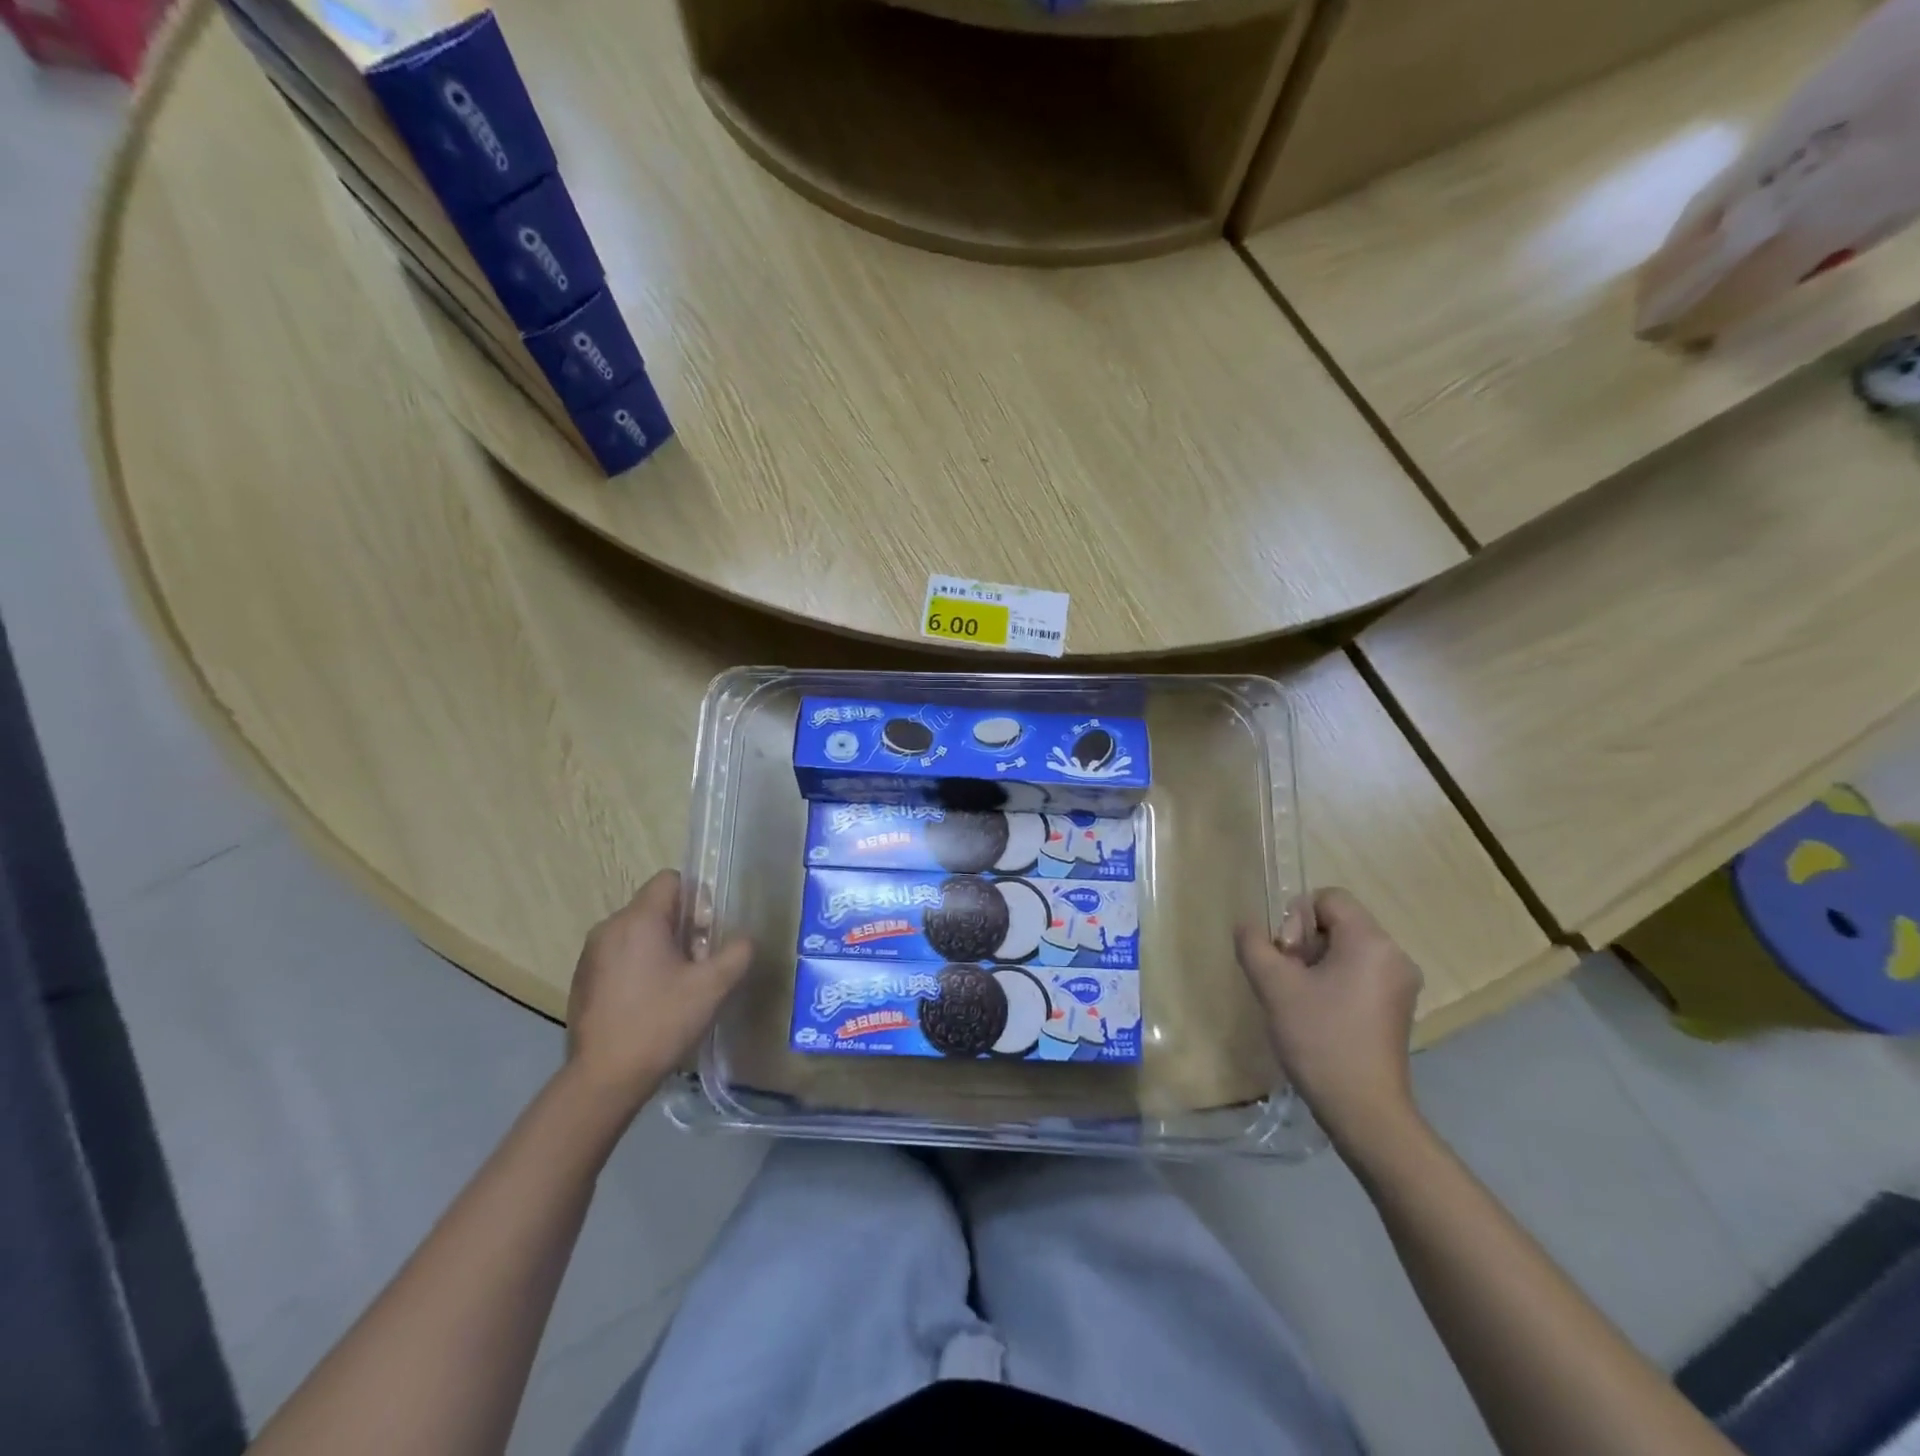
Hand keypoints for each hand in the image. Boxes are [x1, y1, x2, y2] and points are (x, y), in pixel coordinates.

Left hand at [565, 870, 751, 1110]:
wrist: (603, 1080)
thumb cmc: (660, 1023)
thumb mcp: (712, 987)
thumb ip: (737, 953)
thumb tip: (744, 939)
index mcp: (639, 920)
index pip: (671, 880)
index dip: (698, 898)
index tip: (708, 933)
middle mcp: (609, 927)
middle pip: (655, 906)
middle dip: (683, 927)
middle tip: (700, 963)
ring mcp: (590, 954)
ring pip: (637, 932)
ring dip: (661, 947)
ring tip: (677, 985)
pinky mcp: (583, 980)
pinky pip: (619, 955)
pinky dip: (639, 966)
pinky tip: (651, 1002)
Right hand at [1234, 888, 1423, 1151]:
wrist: (1364, 1110)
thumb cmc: (1320, 1039)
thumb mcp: (1274, 986)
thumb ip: (1254, 944)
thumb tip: (1247, 925)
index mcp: (1371, 942)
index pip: (1328, 898)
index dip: (1296, 918)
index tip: (1287, 957)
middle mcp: (1394, 955)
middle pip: (1338, 922)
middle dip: (1304, 943)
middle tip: (1289, 980)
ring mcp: (1400, 983)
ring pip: (1346, 949)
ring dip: (1316, 964)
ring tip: (1301, 1000)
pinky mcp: (1397, 1007)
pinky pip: (1359, 973)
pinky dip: (1334, 981)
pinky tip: (1319, 1013)